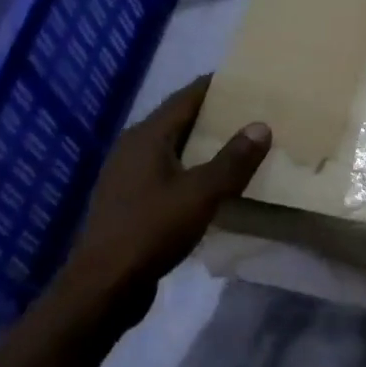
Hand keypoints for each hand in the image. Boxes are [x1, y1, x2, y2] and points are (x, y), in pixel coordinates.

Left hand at [54, 75, 269, 329]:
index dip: (215, 86)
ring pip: (173, 149)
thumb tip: (261, 125)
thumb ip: (233, 160)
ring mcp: (128, 176)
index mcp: (147, 136)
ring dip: (204, 145)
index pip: (186, 97)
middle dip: (214, 115)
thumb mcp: (201, 193)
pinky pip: (168, 173)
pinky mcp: (130, 202)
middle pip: (179, 120)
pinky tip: (214, 183)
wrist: (104, 286)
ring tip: (241, 145)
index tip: (246, 80)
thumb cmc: (151, 231)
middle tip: (253, 113)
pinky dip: (193, 169)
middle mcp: (133, 148)